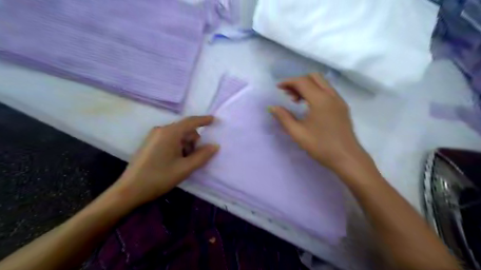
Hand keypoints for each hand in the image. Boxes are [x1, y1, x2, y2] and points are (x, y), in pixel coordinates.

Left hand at [111, 116, 218, 206]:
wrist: (129, 190)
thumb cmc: (159, 177)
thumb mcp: (185, 168)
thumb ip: (202, 156)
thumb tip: (215, 146)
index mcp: (170, 133)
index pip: (191, 121)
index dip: (204, 120)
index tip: (215, 120)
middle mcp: (161, 130)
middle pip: (185, 130)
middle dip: (193, 142)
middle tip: (193, 159)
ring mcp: (154, 136)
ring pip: (178, 136)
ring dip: (185, 146)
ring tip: (182, 163)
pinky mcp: (150, 143)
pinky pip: (169, 139)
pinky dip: (177, 147)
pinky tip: (174, 162)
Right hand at [270, 74, 368, 174]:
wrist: (347, 158)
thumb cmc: (321, 146)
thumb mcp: (298, 133)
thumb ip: (284, 118)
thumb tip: (273, 107)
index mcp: (320, 100)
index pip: (302, 82)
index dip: (288, 82)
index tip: (278, 88)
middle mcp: (331, 95)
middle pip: (314, 77)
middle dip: (298, 81)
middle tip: (287, 94)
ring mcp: (339, 100)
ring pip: (322, 83)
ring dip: (307, 86)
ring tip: (296, 101)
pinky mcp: (342, 107)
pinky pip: (327, 91)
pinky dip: (316, 92)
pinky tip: (309, 106)